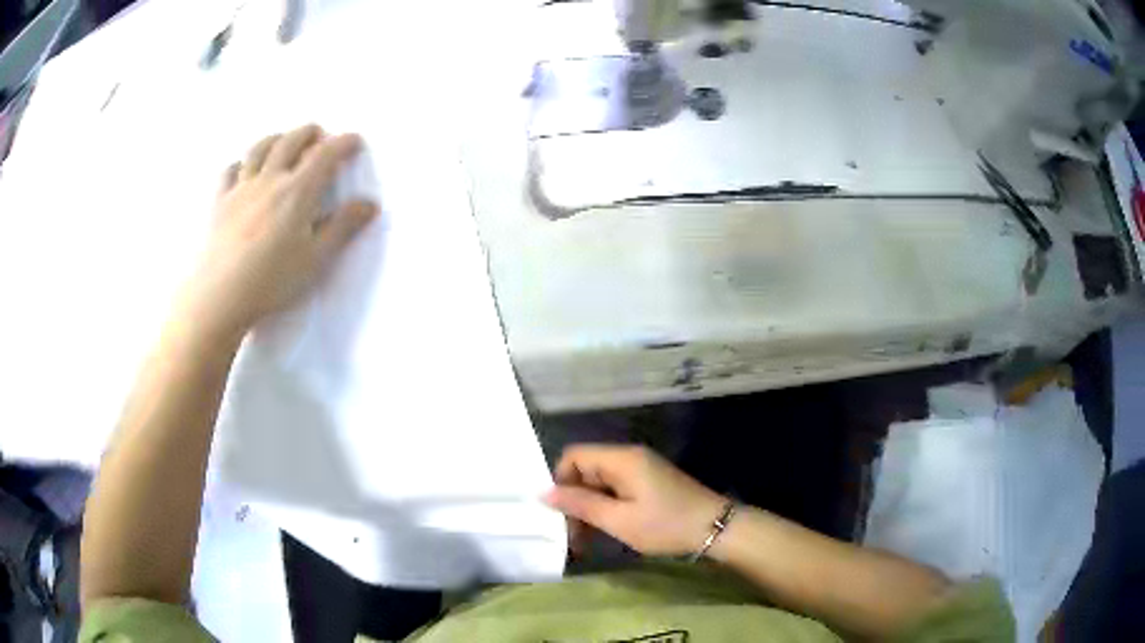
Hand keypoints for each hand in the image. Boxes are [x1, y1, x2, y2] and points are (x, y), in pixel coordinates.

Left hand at [180, 124, 377, 340]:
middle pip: (291, 141)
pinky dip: (242, 162)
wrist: (220, 296)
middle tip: (321, 136)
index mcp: (297, 191)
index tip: (355, 141)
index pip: (325, 154)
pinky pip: (230, 171)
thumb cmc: (271, 281)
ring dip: (277, 138)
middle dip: (310, 133)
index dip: (343, 142)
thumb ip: (342, 227)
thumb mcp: (315, 259)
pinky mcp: (220, 202)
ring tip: (284, 141)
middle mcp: (269, 179)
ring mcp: (241, 188)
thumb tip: (369, 204)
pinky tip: (244, 168)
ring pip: (259, 148)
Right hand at [544, 445, 726, 556]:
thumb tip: (544, 493)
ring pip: (599, 483)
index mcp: (621, 459)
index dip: (560, 482)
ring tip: (584, 541)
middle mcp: (629, 458)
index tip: (561, 514)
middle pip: (586, 470)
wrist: (716, 528)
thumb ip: (581, 505)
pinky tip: (605, 532)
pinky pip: (615, 490)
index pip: (574, 456)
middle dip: (574, 501)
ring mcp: (640, 470)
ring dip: (589, 509)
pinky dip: (605, 509)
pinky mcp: (648, 483)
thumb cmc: (666, 524)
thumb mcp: (620, 520)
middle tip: (571, 536)